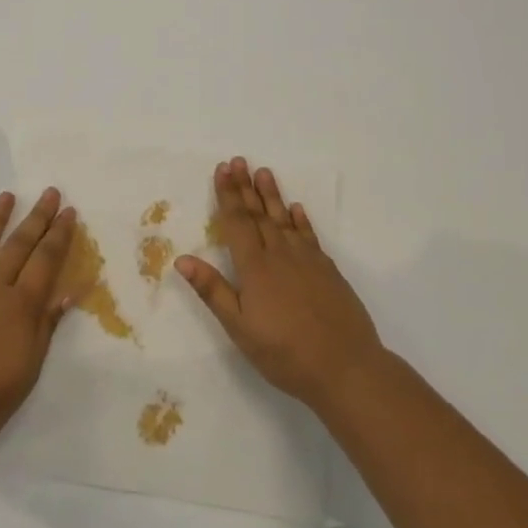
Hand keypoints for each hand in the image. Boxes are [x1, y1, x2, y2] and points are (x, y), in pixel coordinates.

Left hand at [0, 187, 76, 443]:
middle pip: (18, 245)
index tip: (69, 211)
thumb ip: (46, 326)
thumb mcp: (29, 367)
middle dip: (37, 217)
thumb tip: (68, 292)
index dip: (59, 234)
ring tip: (7, 195)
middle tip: (49, 191)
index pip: (46, 260)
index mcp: (20, 305)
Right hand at [176, 157, 386, 413]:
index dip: (228, 195)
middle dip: (246, 187)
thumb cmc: (284, 352)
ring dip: (272, 195)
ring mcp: (307, 260)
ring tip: (264, 172)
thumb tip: (182, 258)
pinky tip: (296, 209)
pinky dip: (301, 220)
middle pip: (259, 214)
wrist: (345, 366)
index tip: (222, 169)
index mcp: (255, 267)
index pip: (237, 222)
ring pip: (284, 219)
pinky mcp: (328, 271)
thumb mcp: (239, 327)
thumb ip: (213, 290)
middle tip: (238, 160)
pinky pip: (309, 236)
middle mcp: (280, 255)